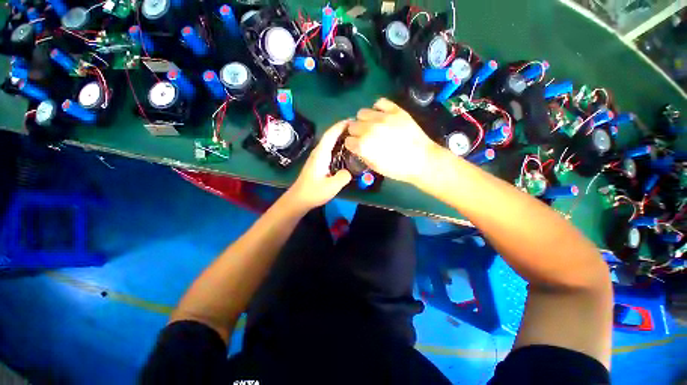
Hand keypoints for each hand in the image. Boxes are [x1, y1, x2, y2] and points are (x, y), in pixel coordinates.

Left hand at [284, 120, 351, 210]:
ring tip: (354, 136)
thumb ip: (343, 176)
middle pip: (330, 135)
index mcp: (321, 154)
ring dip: (340, 136)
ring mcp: (317, 157)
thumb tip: (348, 171)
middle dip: (342, 129)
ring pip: (329, 142)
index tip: (353, 120)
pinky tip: (345, 150)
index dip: (341, 125)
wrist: (299, 199)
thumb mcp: (332, 186)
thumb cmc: (314, 192)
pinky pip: (329, 149)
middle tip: (357, 128)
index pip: (330, 134)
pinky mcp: (318, 163)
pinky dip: (337, 145)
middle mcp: (318, 152)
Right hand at [345, 98, 442, 184]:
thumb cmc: (397, 169)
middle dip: (356, 132)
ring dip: (364, 120)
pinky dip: (377, 109)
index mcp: (363, 145)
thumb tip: (358, 147)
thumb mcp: (375, 167)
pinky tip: (381, 116)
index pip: (348, 140)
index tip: (357, 147)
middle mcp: (369, 129)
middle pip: (352, 125)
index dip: (352, 145)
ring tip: (372, 126)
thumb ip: (362, 155)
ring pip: (362, 112)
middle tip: (365, 137)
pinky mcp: (395, 110)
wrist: (422, 160)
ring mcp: (382, 118)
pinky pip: (379, 102)